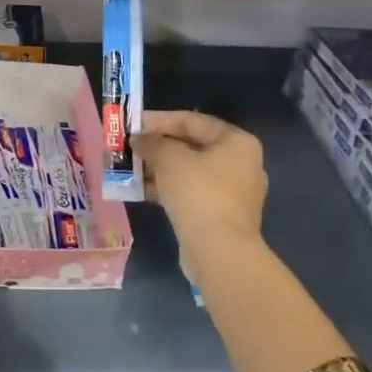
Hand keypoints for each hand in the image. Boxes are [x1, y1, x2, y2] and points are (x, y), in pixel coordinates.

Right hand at [133, 109, 267, 253]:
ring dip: (159, 168)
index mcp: (237, 142)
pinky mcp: (222, 216)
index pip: (192, 120)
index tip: (132, 124)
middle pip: (191, 146)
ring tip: (130, 167)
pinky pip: (191, 193)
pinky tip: (141, 189)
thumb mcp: (169, 158)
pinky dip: (168, 188)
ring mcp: (233, 193)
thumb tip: (139, 139)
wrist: (218, 251)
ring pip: (189, 171)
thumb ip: (151, 142)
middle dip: (158, 146)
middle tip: (130, 146)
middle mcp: (241, 164)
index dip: (159, 120)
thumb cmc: (198, 192)